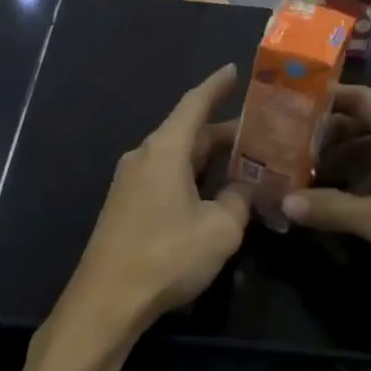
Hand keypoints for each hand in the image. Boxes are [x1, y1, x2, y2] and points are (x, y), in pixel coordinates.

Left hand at [61, 65, 250, 334]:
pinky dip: (193, 178)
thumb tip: (242, 190)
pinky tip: (214, 195)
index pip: (194, 104)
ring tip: (246, 164)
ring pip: (178, 159)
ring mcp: (130, 182)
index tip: (234, 70)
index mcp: (164, 150)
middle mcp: (143, 157)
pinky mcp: (126, 206)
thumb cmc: (166, 255)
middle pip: (188, 133)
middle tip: (263, 135)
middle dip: (225, 133)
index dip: (217, 86)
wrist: (107, 300)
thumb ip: (238, 201)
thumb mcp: (220, 229)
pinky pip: (165, 179)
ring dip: (210, 159)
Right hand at [282, 85, 370, 306]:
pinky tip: (348, 203)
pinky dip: (367, 180)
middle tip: (291, 152)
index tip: (290, 108)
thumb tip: (285, 202)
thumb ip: (333, 209)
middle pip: (367, 124)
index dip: (325, 100)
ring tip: (311, 179)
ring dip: (346, 161)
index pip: (360, 99)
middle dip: (329, 137)